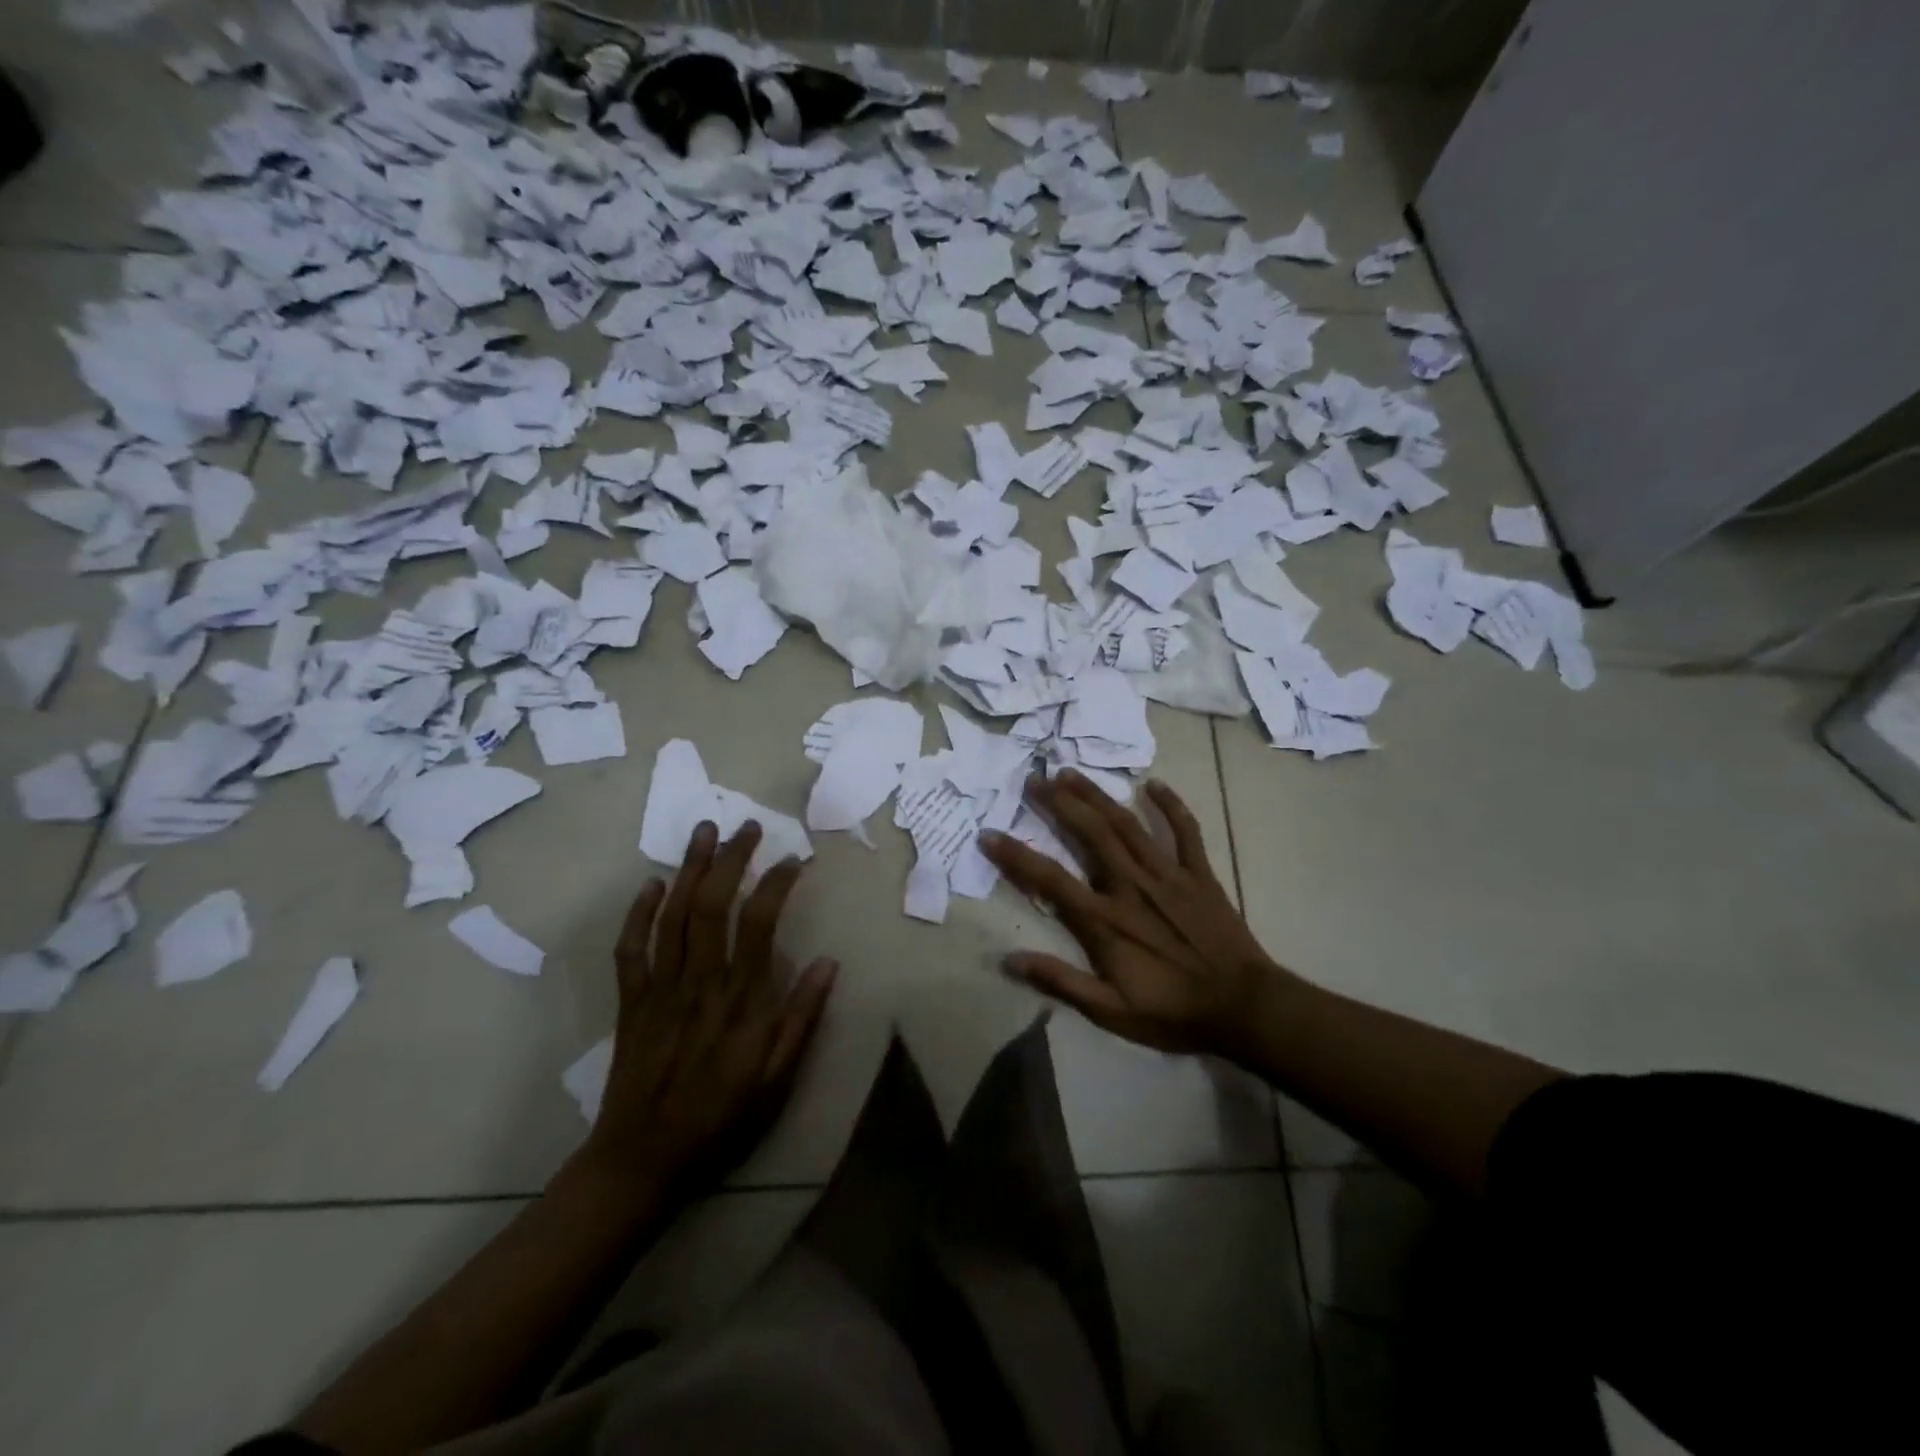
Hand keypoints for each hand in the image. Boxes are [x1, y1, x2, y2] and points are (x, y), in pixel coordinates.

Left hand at [582, 820, 837, 1193]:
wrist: (644, 1160)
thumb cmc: (722, 1119)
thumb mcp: (778, 1080)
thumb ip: (802, 1019)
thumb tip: (828, 962)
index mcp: (741, 1000)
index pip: (759, 922)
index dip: (777, 883)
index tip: (793, 860)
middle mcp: (700, 982)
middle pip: (713, 904)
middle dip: (731, 859)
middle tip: (746, 827)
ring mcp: (660, 989)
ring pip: (673, 916)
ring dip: (689, 869)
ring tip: (703, 831)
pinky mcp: (631, 1002)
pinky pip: (630, 949)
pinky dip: (638, 913)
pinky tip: (652, 884)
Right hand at [979, 773, 1290, 1057]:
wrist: (1244, 1007)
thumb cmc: (1172, 1011)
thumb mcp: (1110, 1011)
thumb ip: (1060, 982)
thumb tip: (1009, 961)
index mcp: (1105, 919)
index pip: (1050, 879)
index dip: (1015, 855)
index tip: (989, 834)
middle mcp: (1131, 885)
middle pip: (1089, 834)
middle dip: (1058, 804)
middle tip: (1033, 780)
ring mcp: (1168, 875)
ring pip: (1127, 824)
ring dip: (1097, 795)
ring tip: (1071, 772)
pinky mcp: (1199, 874)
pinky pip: (1185, 831)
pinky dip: (1171, 806)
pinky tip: (1154, 784)